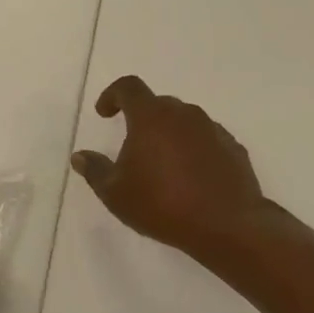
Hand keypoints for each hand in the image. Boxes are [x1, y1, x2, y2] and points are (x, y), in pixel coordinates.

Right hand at [70, 75, 270, 257]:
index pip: (128, 87)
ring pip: (184, 122)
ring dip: (169, 135)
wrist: (226, 224)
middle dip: (142, 119)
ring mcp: (213, 129)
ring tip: (163, 167)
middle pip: (158, 104)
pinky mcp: (233, 148)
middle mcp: (184, 114)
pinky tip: (191, 178)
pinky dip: (194, 150)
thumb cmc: (162, 204)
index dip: (112, 95)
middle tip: (133, 148)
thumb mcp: (116, 194)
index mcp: (151, 117)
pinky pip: (206, 140)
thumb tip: (80, 156)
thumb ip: (95, 170)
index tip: (104, 113)